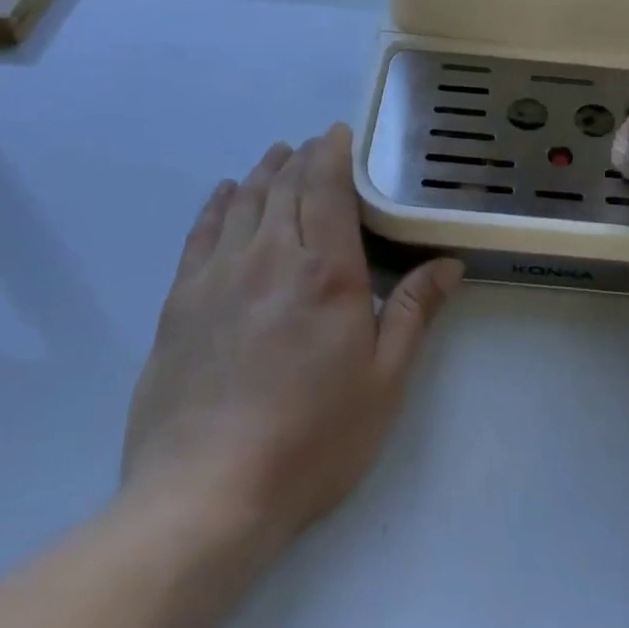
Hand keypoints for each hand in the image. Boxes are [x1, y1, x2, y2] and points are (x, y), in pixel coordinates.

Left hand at [121, 125, 463, 540]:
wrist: (206, 493)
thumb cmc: (312, 440)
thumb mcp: (384, 382)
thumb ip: (412, 313)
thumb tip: (448, 264)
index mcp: (326, 271)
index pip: (328, 188)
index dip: (333, 153)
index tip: (339, 133)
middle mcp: (270, 257)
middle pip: (285, 187)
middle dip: (302, 157)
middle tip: (313, 144)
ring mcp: (218, 276)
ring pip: (243, 202)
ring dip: (263, 173)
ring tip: (276, 157)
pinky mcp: (180, 302)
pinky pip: (201, 234)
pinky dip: (217, 205)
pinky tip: (225, 194)